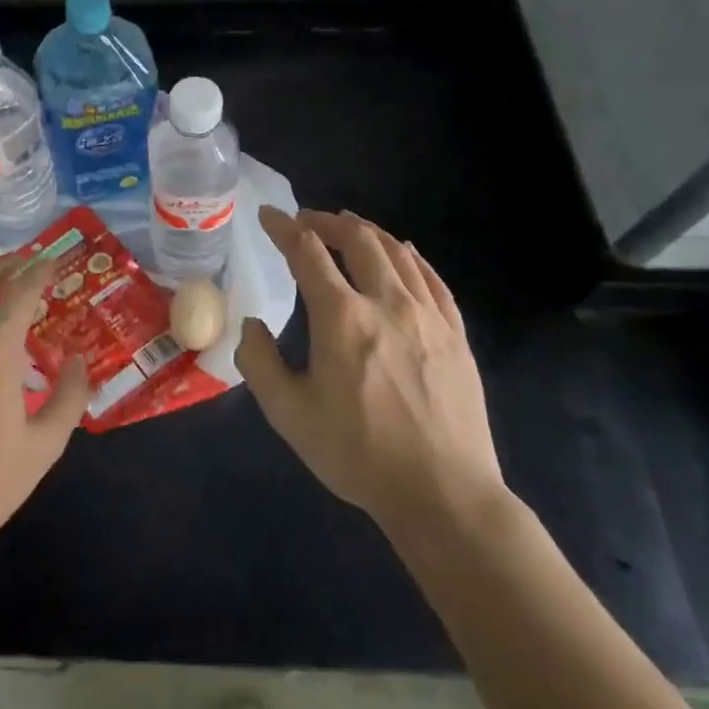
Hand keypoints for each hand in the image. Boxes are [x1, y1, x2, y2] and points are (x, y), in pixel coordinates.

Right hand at [236, 207, 503, 531]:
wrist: (443, 493)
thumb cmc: (357, 453)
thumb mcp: (288, 413)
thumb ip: (259, 361)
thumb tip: (252, 324)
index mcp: (341, 317)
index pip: (307, 253)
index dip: (284, 227)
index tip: (268, 215)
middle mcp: (386, 303)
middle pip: (358, 239)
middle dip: (326, 222)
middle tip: (306, 221)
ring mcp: (428, 316)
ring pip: (397, 252)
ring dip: (367, 231)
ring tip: (348, 226)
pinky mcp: (455, 335)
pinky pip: (432, 279)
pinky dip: (411, 256)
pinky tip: (403, 253)